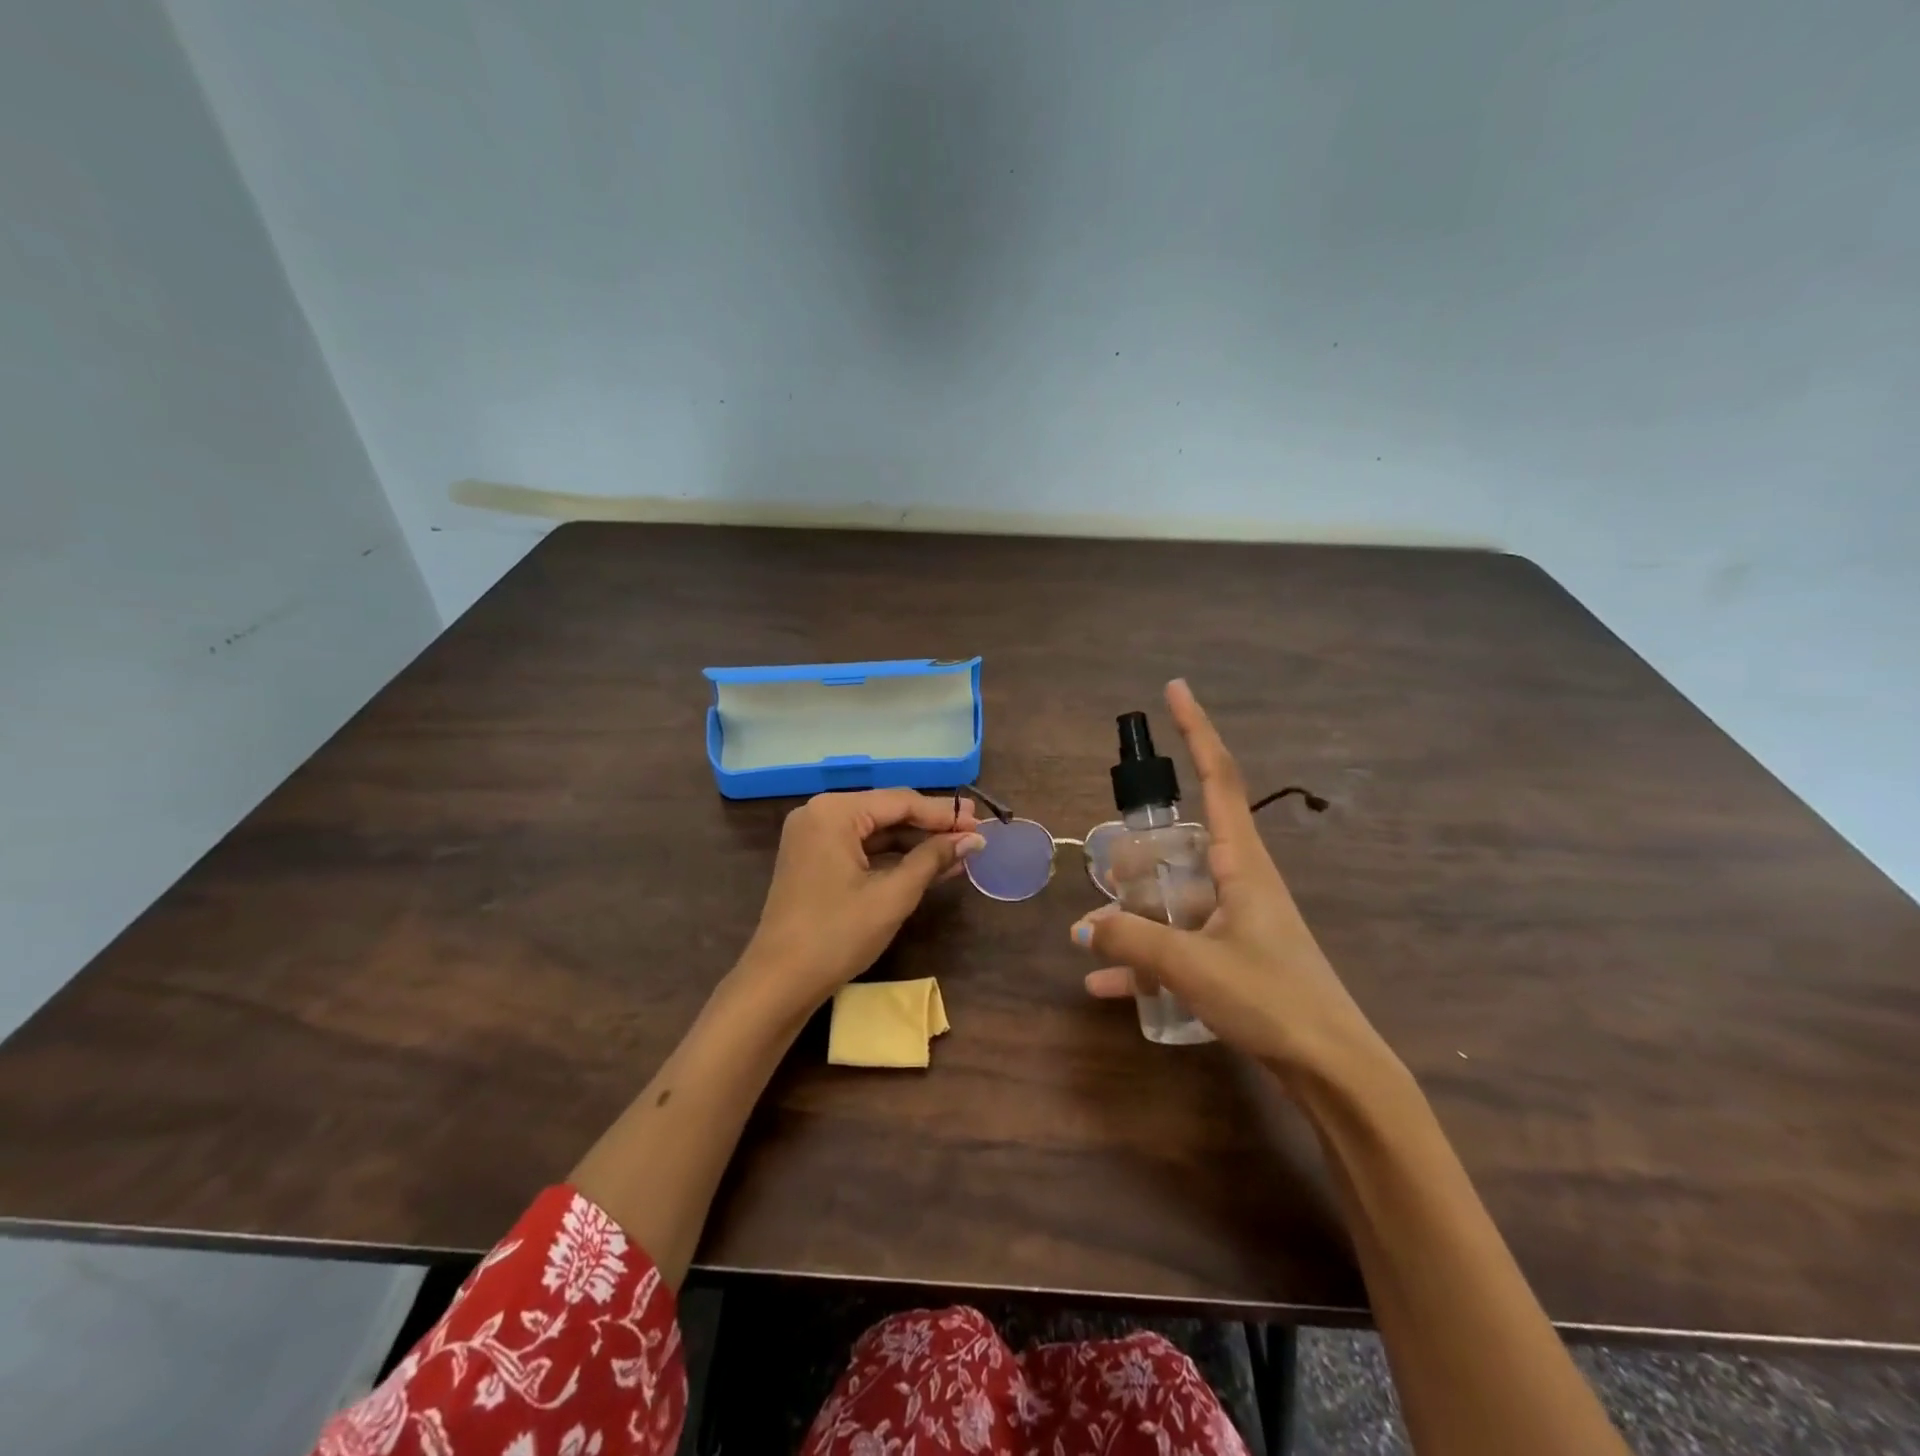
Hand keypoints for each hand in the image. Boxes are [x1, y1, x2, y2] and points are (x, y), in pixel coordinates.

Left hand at [735, 789, 982, 1016]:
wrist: (780, 982)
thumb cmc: (837, 935)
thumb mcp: (893, 895)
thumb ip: (933, 859)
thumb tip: (974, 839)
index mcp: (834, 812)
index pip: (901, 801)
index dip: (944, 814)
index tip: (981, 823)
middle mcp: (820, 813)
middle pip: (888, 811)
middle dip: (931, 827)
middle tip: (974, 835)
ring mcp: (814, 836)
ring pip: (877, 831)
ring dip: (916, 844)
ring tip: (960, 852)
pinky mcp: (815, 859)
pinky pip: (862, 848)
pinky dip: (893, 858)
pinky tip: (929, 866)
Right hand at [1073, 680, 1386, 1081]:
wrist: (1334, 1070)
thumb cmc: (1272, 1000)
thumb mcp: (1193, 965)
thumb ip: (1133, 940)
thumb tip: (1083, 927)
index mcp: (1243, 863)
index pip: (1219, 777)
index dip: (1197, 730)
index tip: (1176, 690)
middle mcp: (1240, 880)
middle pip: (1183, 841)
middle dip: (1141, 848)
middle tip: (1111, 864)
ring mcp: (1237, 920)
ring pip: (1174, 895)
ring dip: (1136, 909)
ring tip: (1095, 930)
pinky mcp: (1234, 956)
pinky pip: (1178, 942)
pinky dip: (1144, 958)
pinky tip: (1106, 983)